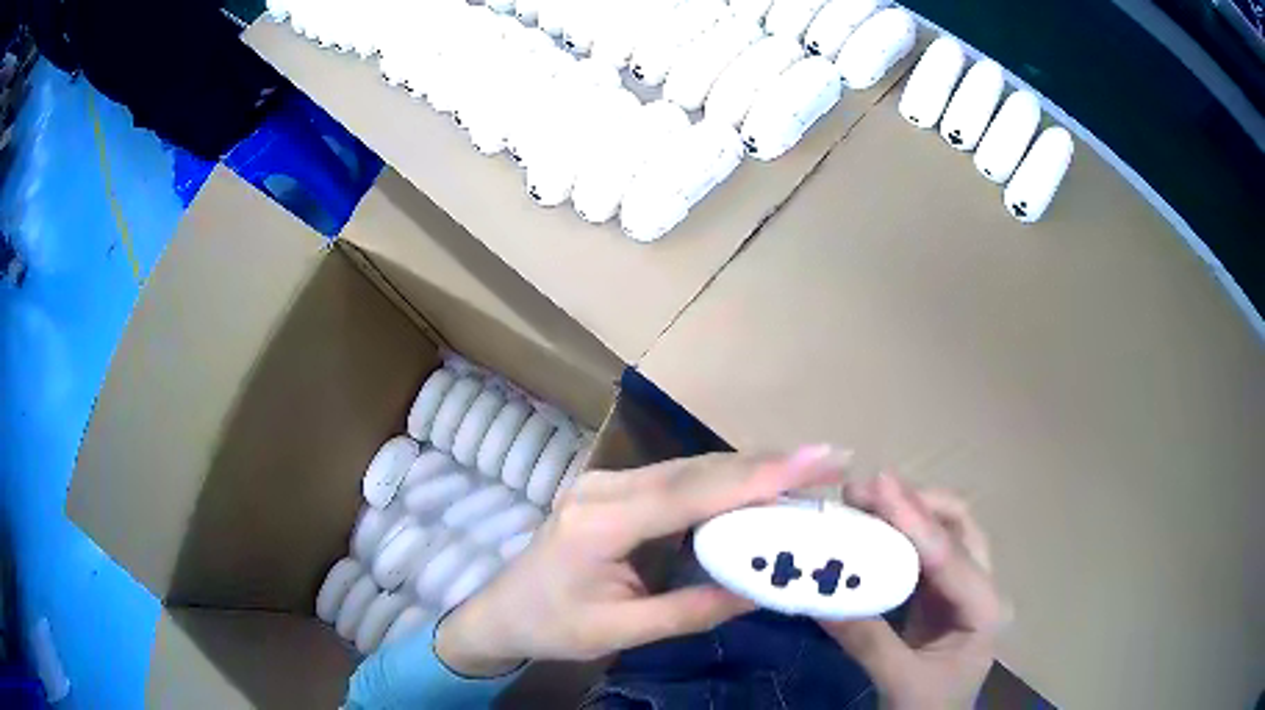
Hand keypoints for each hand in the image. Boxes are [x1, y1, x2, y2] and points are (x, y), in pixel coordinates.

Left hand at [435, 446, 851, 676]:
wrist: (500, 611)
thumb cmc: (552, 625)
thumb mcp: (619, 631)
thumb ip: (691, 610)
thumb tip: (761, 589)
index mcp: (601, 523)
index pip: (692, 492)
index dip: (759, 475)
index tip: (816, 459)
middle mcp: (605, 488)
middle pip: (698, 469)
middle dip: (768, 464)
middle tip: (830, 460)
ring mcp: (607, 482)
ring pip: (691, 467)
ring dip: (750, 469)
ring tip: (808, 471)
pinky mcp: (614, 488)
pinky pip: (678, 477)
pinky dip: (724, 481)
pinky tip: (758, 485)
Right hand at [820, 472, 1006, 709]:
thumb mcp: (901, 683)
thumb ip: (868, 642)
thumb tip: (821, 598)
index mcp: (985, 609)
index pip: (950, 555)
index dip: (913, 519)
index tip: (876, 485)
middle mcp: (981, 588)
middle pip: (958, 526)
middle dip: (916, 503)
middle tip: (866, 492)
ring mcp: (962, 590)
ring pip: (942, 534)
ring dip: (906, 514)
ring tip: (862, 503)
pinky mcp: (939, 598)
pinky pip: (921, 556)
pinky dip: (896, 538)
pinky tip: (870, 533)